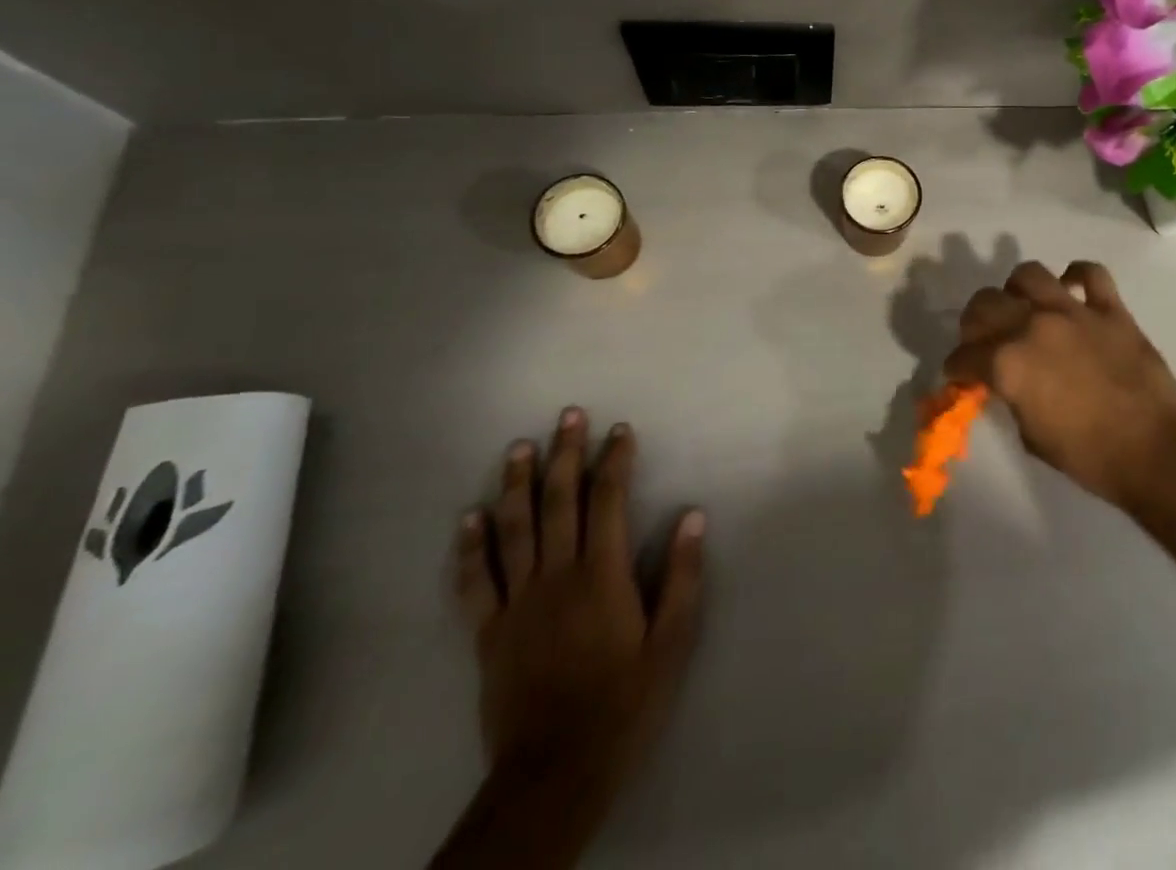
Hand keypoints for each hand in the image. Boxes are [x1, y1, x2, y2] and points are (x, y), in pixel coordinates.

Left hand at [455, 408, 704, 785]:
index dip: (615, 460)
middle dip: (565, 454)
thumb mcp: (672, 643)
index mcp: (602, 576)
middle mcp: (556, 577)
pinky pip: (474, 582)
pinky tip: (468, 517)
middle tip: (569, 415)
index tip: (621, 430)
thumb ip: (683, 576)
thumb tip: (693, 516)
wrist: (555, 773)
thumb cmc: (624, 702)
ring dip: (515, 484)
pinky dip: (469, 547)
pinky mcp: (488, 633)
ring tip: (518, 447)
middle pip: (558, 502)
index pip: (608, 501)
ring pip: (513, 530)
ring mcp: (516, 603)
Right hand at [942, 260, 1175, 509]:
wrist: (1154, 451)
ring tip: (1023, 307)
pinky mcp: (1110, 308)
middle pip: (984, 304)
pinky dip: (1077, 276)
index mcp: (1007, 363)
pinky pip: (1090, 272)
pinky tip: (1072, 290)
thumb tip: (1004, 383)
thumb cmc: (1089, 457)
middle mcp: (1032, 326)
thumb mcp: (1031, 436)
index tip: (959, 374)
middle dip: (974, 323)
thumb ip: (1011, 397)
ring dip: (1017, 290)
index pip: (964, 356)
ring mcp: (1073, 311)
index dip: (957, 367)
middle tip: (983, 339)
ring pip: (1029, 275)